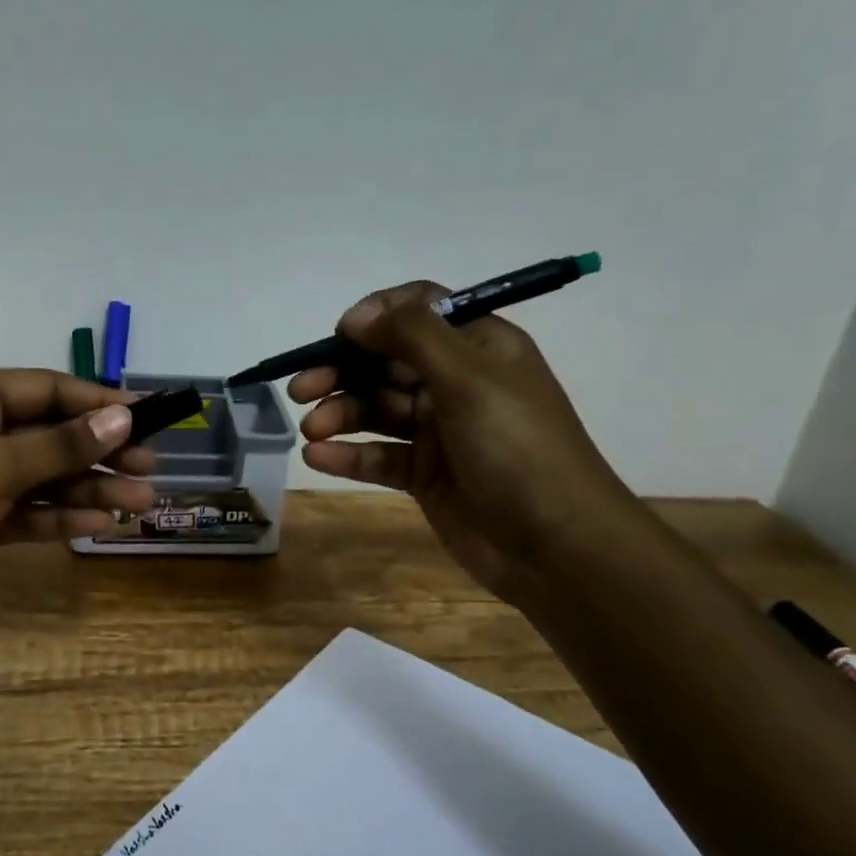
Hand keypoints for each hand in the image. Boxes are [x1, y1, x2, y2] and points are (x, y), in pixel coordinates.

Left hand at [0, 369, 157, 597]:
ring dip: (88, 489)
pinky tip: (100, 524)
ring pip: (42, 477)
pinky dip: (59, 517)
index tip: (149, 415)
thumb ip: (61, 444)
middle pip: (49, 435)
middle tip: (150, 468)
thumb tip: (124, 416)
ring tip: (139, 502)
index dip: (99, 402)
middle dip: (99, 452)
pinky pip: (25, 510)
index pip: (47, 389)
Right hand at [290, 282, 642, 603]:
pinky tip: (318, 459)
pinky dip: (348, 456)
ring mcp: (439, 431)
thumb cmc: (517, 449)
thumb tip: (357, 315)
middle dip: (342, 371)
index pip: (420, 310)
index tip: (340, 335)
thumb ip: (412, 336)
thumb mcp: (469, 379)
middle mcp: (456, 383)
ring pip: (376, 411)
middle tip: (301, 389)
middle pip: (386, 362)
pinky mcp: (424, 475)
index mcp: (478, 347)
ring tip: (311, 431)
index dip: (376, 316)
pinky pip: (379, 456)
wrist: (555, 546)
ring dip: (340, 415)